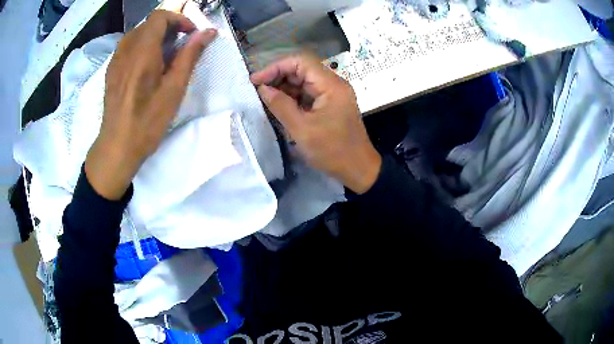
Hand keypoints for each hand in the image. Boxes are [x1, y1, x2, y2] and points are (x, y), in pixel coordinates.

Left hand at [85, 9, 216, 199]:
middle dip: (169, 28)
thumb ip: (190, 56)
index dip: (178, 20)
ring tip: (165, 56)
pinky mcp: (111, 71)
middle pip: (149, 23)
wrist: (117, 147)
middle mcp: (126, 50)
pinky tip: (147, 66)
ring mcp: (116, 60)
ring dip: (155, 37)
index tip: (190, 35)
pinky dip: (142, 47)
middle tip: (181, 46)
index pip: (160, 16)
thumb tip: (208, 32)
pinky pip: (128, 46)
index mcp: (142, 51)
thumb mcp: (174, 89)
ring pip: (138, 34)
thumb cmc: (147, 121)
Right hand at [251, 55, 381, 193]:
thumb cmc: (332, 151)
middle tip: (257, 90)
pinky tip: (278, 105)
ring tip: (263, 98)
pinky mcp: (330, 104)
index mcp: (331, 85)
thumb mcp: (302, 129)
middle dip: (278, 77)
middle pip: (302, 69)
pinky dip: (292, 97)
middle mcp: (333, 84)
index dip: (276, 67)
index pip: (301, 62)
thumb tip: (262, 89)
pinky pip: (308, 94)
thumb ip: (280, 105)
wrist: (358, 169)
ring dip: (283, 87)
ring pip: (303, 82)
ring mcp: (332, 94)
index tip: (256, 80)